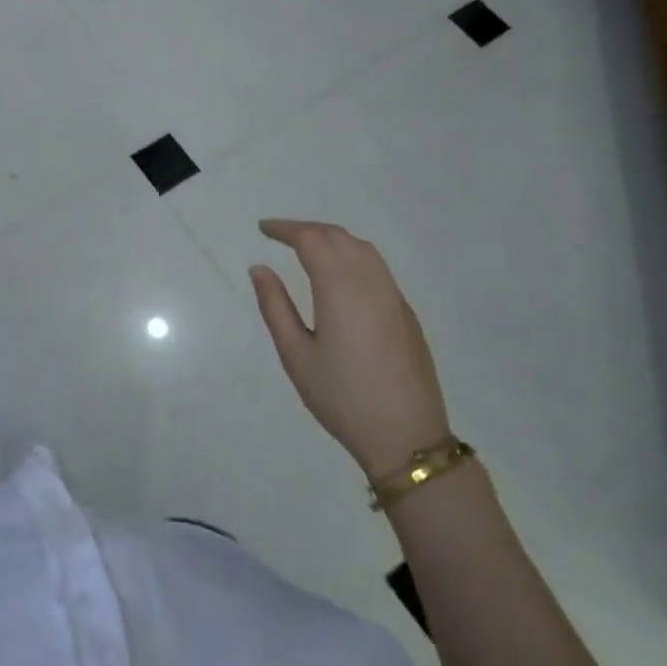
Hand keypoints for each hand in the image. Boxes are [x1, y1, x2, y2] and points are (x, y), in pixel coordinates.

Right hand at [249, 219, 449, 480]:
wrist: (406, 436)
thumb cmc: (341, 397)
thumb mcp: (295, 355)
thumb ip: (275, 306)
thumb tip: (260, 269)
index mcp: (340, 288)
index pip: (311, 239)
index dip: (285, 229)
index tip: (263, 229)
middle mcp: (371, 282)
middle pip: (339, 237)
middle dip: (308, 229)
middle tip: (280, 236)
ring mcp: (393, 297)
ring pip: (363, 249)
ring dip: (333, 239)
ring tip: (307, 248)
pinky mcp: (405, 313)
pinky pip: (377, 268)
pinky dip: (353, 255)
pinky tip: (339, 274)